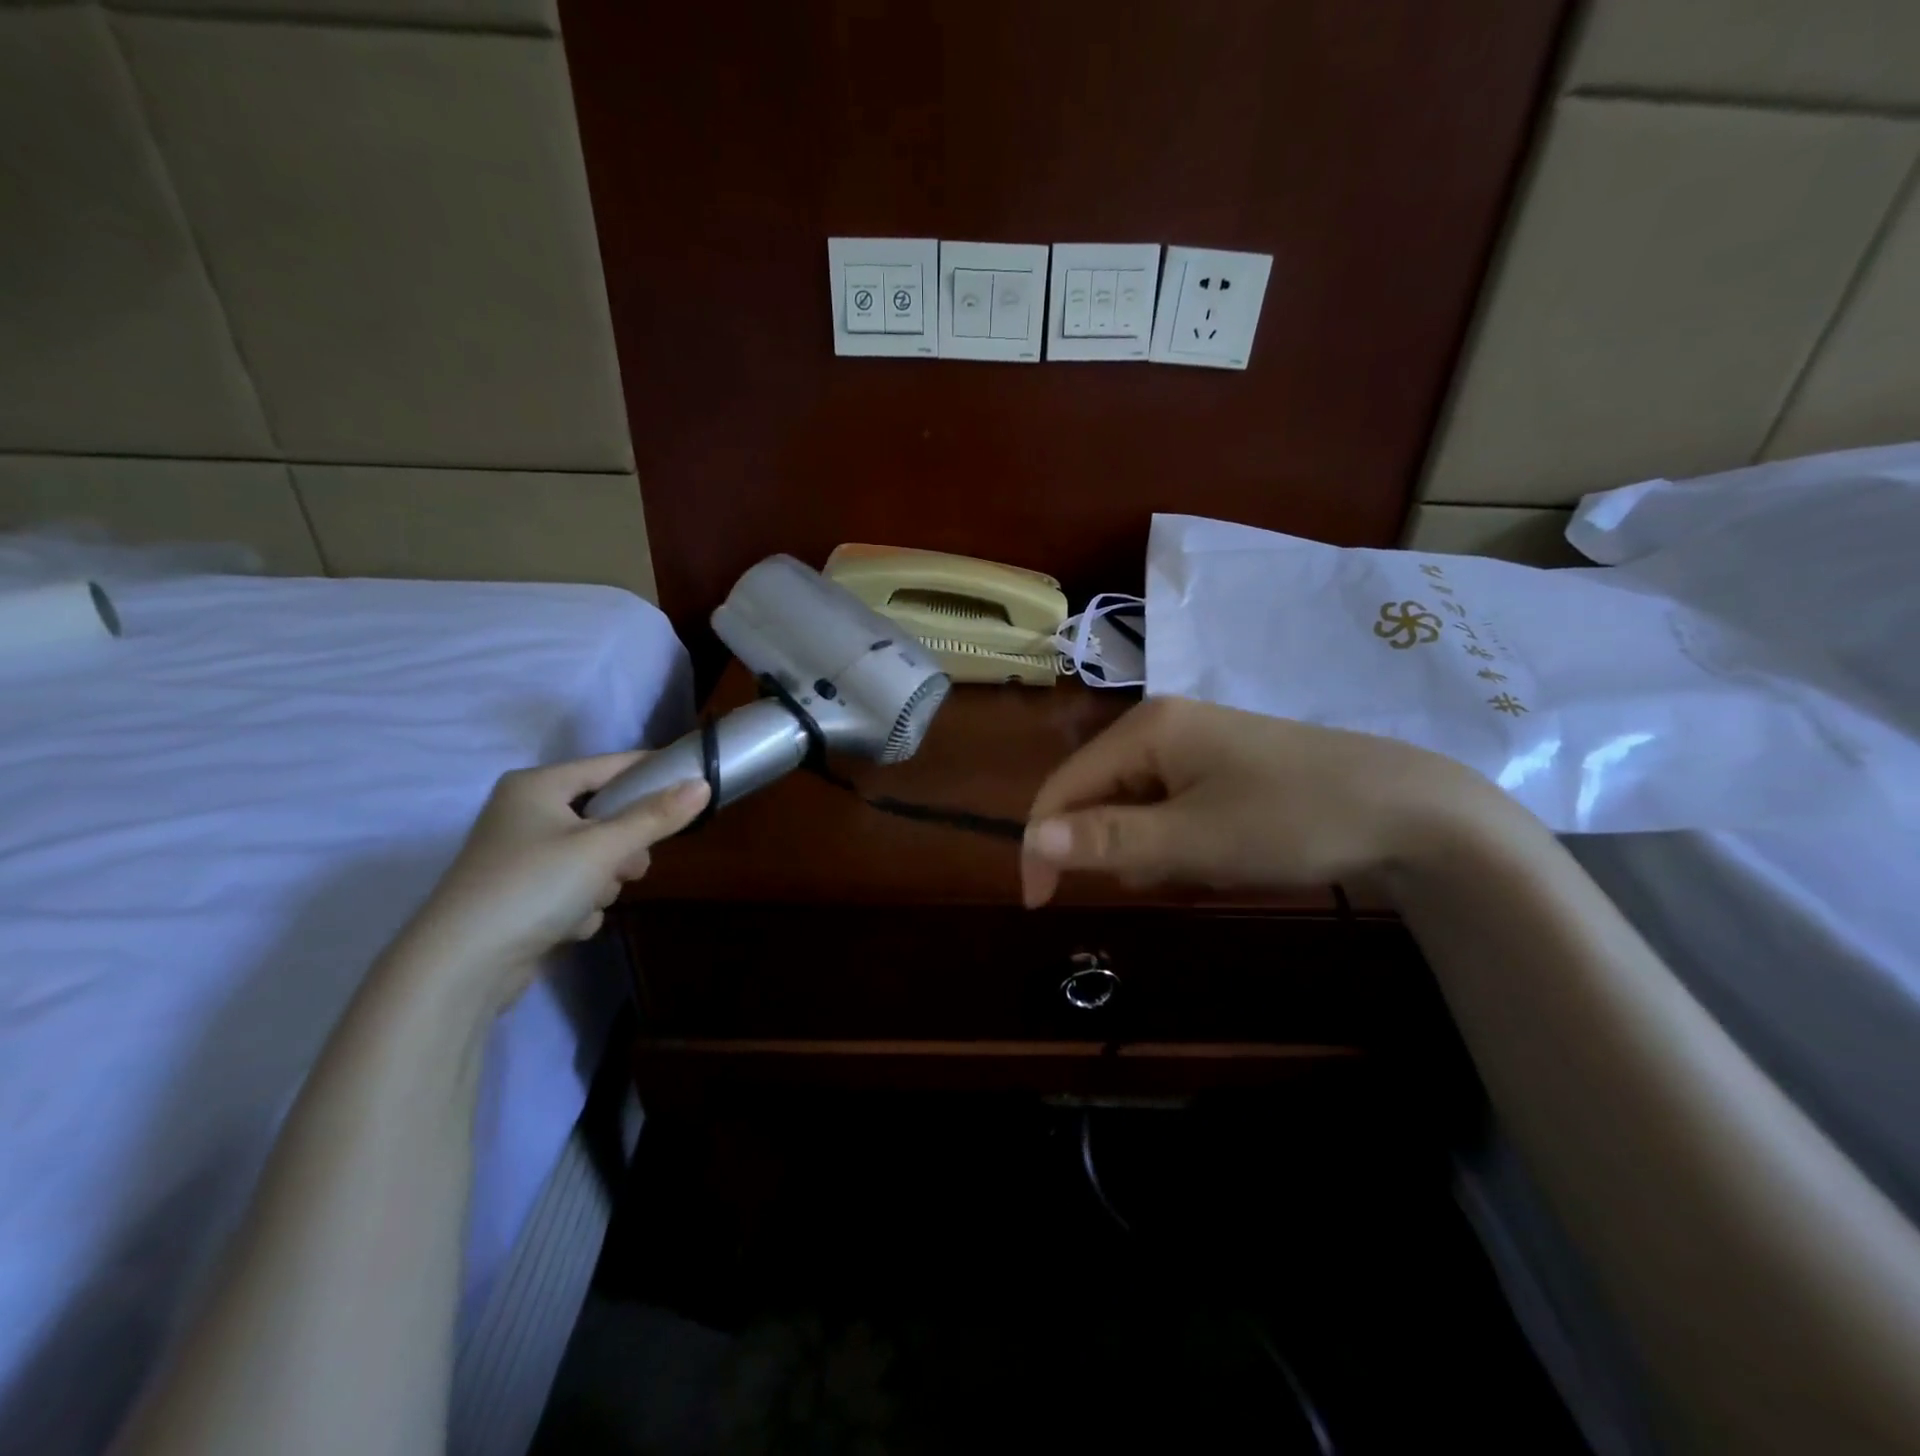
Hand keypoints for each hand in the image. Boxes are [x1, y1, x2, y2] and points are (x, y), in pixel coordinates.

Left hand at [397, 752, 709, 1000]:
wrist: (460, 968)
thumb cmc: (533, 886)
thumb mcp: (604, 847)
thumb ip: (656, 816)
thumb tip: (703, 784)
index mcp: (537, 786)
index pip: (611, 766)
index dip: (652, 775)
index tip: (692, 787)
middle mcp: (524, 813)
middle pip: (605, 815)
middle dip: (623, 847)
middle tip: (630, 866)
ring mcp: (520, 856)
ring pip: (594, 856)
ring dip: (602, 881)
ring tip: (589, 900)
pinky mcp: (520, 895)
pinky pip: (573, 886)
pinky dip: (579, 905)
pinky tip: (564, 924)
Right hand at [1020, 696, 1490, 907]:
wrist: (1408, 810)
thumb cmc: (1290, 820)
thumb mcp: (1192, 840)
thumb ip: (1108, 839)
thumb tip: (1032, 841)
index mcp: (1145, 728)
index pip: (1063, 785)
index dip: (1043, 844)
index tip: (1042, 905)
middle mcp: (1161, 724)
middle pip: (1098, 792)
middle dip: (1114, 845)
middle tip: (1163, 877)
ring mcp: (1195, 741)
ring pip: (1135, 804)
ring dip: (1149, 846)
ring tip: (1202, 865)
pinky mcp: (1222, 763)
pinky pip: (1171, 804)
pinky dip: (1178, 837)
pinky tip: (1220, 852)